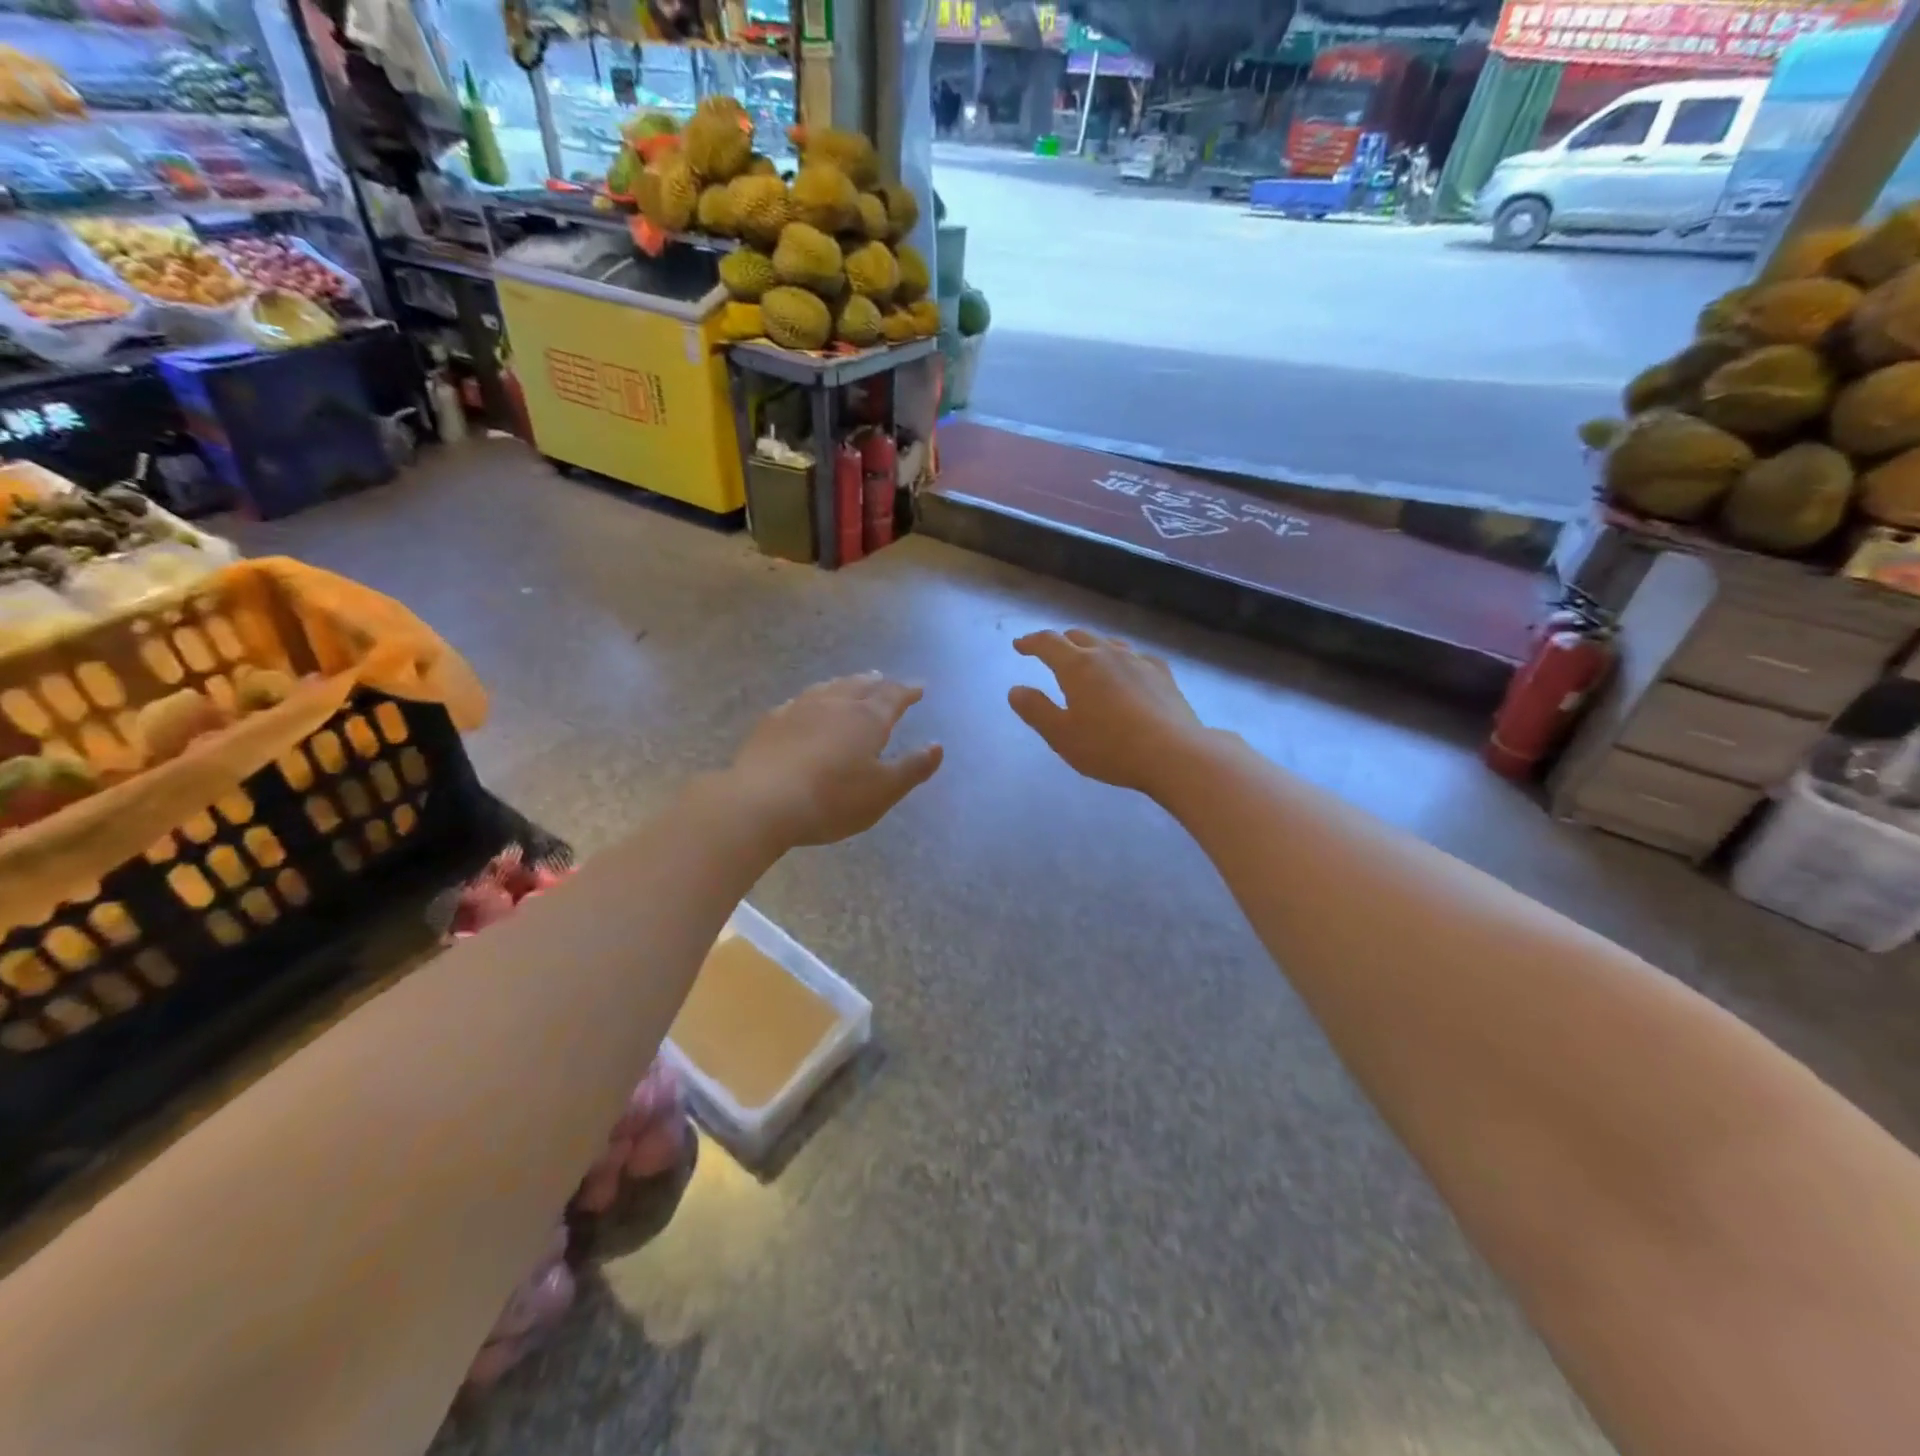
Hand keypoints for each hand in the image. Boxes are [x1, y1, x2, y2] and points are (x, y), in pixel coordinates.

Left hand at [728, 673, 943, 846]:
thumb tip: (937, 746)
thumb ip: (912, 768)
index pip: (893, 696)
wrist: (762, 802)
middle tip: (884, 679)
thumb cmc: (832, 799)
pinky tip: (806, 705)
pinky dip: (813, 699)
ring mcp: (800, 709)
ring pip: (829, 687)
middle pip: (860, 685)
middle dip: (876, 683)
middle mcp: (836, 704)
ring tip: (851, 683)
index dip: (908, 691)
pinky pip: (799, 701)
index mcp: (867, 719)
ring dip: (845, 684)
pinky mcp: (772, 722)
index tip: (919, 687)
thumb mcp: (883, 791)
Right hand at [1008, 630, 1206, 795]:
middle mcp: (1107, 654)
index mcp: (1077, 666)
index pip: (1048, 643)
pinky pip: (1136, 658)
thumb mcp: (1061, 736)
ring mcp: (1138, 661)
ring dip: (1092, 648)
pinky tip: (1128, 673)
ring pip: (1109, 644)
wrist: (1174, 753)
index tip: (1019, 645)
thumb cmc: (1109, 747)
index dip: (1030, 642)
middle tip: (1051, 653)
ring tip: (1087, 660)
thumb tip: (1016, 690)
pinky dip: (1122, 660)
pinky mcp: (1163, 674)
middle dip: (1061, 642)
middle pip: (1079, 636)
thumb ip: (1036, 710)